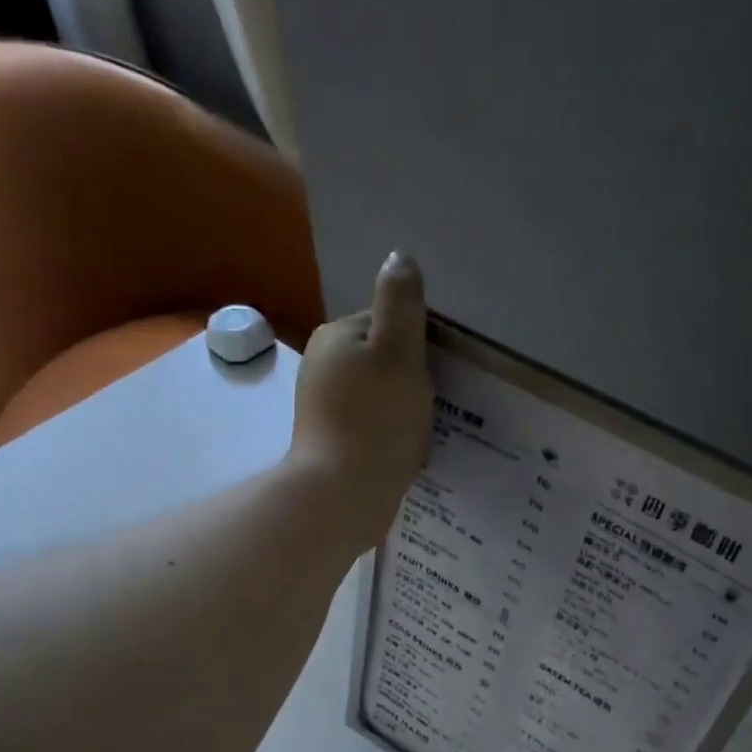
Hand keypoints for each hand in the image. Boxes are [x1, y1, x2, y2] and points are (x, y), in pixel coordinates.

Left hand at [288, 252, 434, 547]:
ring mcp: (322, 407)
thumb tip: (399, 256)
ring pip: (379, 398)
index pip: (388, 324)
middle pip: (384, 362)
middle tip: (427, 410)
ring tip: (417, 436)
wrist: (342, 495)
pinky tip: (402, 455)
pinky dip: (389, 437)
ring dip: (402, 413)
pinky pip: (371, 428)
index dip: (417, 348)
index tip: (430, 377)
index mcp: (335, 336)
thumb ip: (401, 304)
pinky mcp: (330, 442)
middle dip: (410, 383)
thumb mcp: (398, 353)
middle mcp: (321, 366)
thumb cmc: (376, 421)